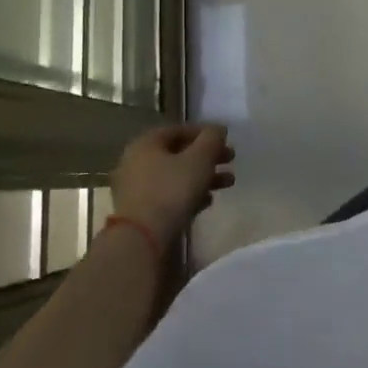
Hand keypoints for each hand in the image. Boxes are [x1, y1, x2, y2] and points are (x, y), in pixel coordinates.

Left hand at [109, 123, 235, 246]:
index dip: (204, 132)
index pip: (178, 130)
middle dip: (208, 156)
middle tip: (231, 160)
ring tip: (229, 182)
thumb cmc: (171, 190)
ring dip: (204, 176)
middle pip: (178, 153)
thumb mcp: (199, 160)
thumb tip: (218, 129)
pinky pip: (170, 195)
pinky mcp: (142, 210)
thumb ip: (211, 139)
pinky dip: (190, 194)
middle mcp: (137, 161)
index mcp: (146, 144)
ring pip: (176, 175)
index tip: (226, 139)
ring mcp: (137, 188)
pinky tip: (208, 201)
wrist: (143, 237)